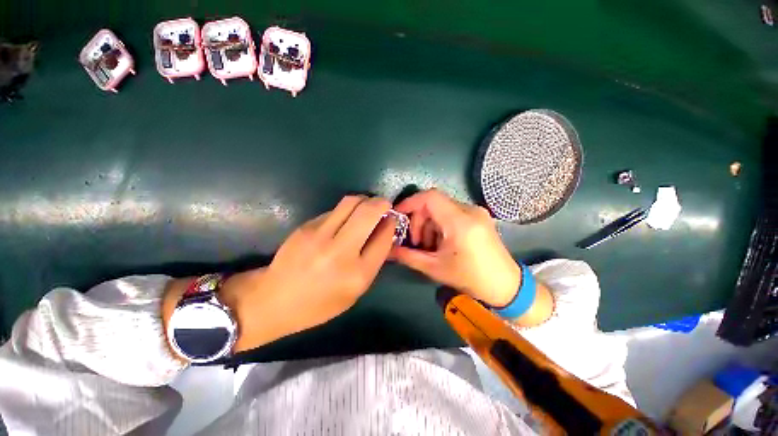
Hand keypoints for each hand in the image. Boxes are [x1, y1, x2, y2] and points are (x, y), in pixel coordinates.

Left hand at [220, 195, 395, 351]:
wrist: (274, 300)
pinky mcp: (307, 226)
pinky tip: (343, 220)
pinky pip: (334, 210)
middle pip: (369, 212)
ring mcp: (320, 236)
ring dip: (364, 200)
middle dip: (381, 203)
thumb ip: (373, 261)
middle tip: (383, 205)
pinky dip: (345, 211)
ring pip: (351, 202)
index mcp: (357, 274)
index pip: (384, 237)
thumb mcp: (355, 292)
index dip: (391, 223)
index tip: (392, 219)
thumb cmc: (319, 303)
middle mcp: (341, 252)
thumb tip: (385, 231)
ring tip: (365, 208)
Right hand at [390, 189, 520, 306]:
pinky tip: (442, 242)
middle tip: (417, 242)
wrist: (505, 285)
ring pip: (442, 208)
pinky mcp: (479, 216)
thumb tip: (387, 250)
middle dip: (419, 220)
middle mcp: (469, 210)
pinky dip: (441, 224)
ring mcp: (476, 212)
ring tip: (430, 246)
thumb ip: (408, 256)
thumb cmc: (470, 278)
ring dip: (430, 223)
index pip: (429, 197)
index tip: (399, 215)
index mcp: (459, 221)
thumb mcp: (435, 268)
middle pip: (434, 203)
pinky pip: (452, 212)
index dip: (410, 202)